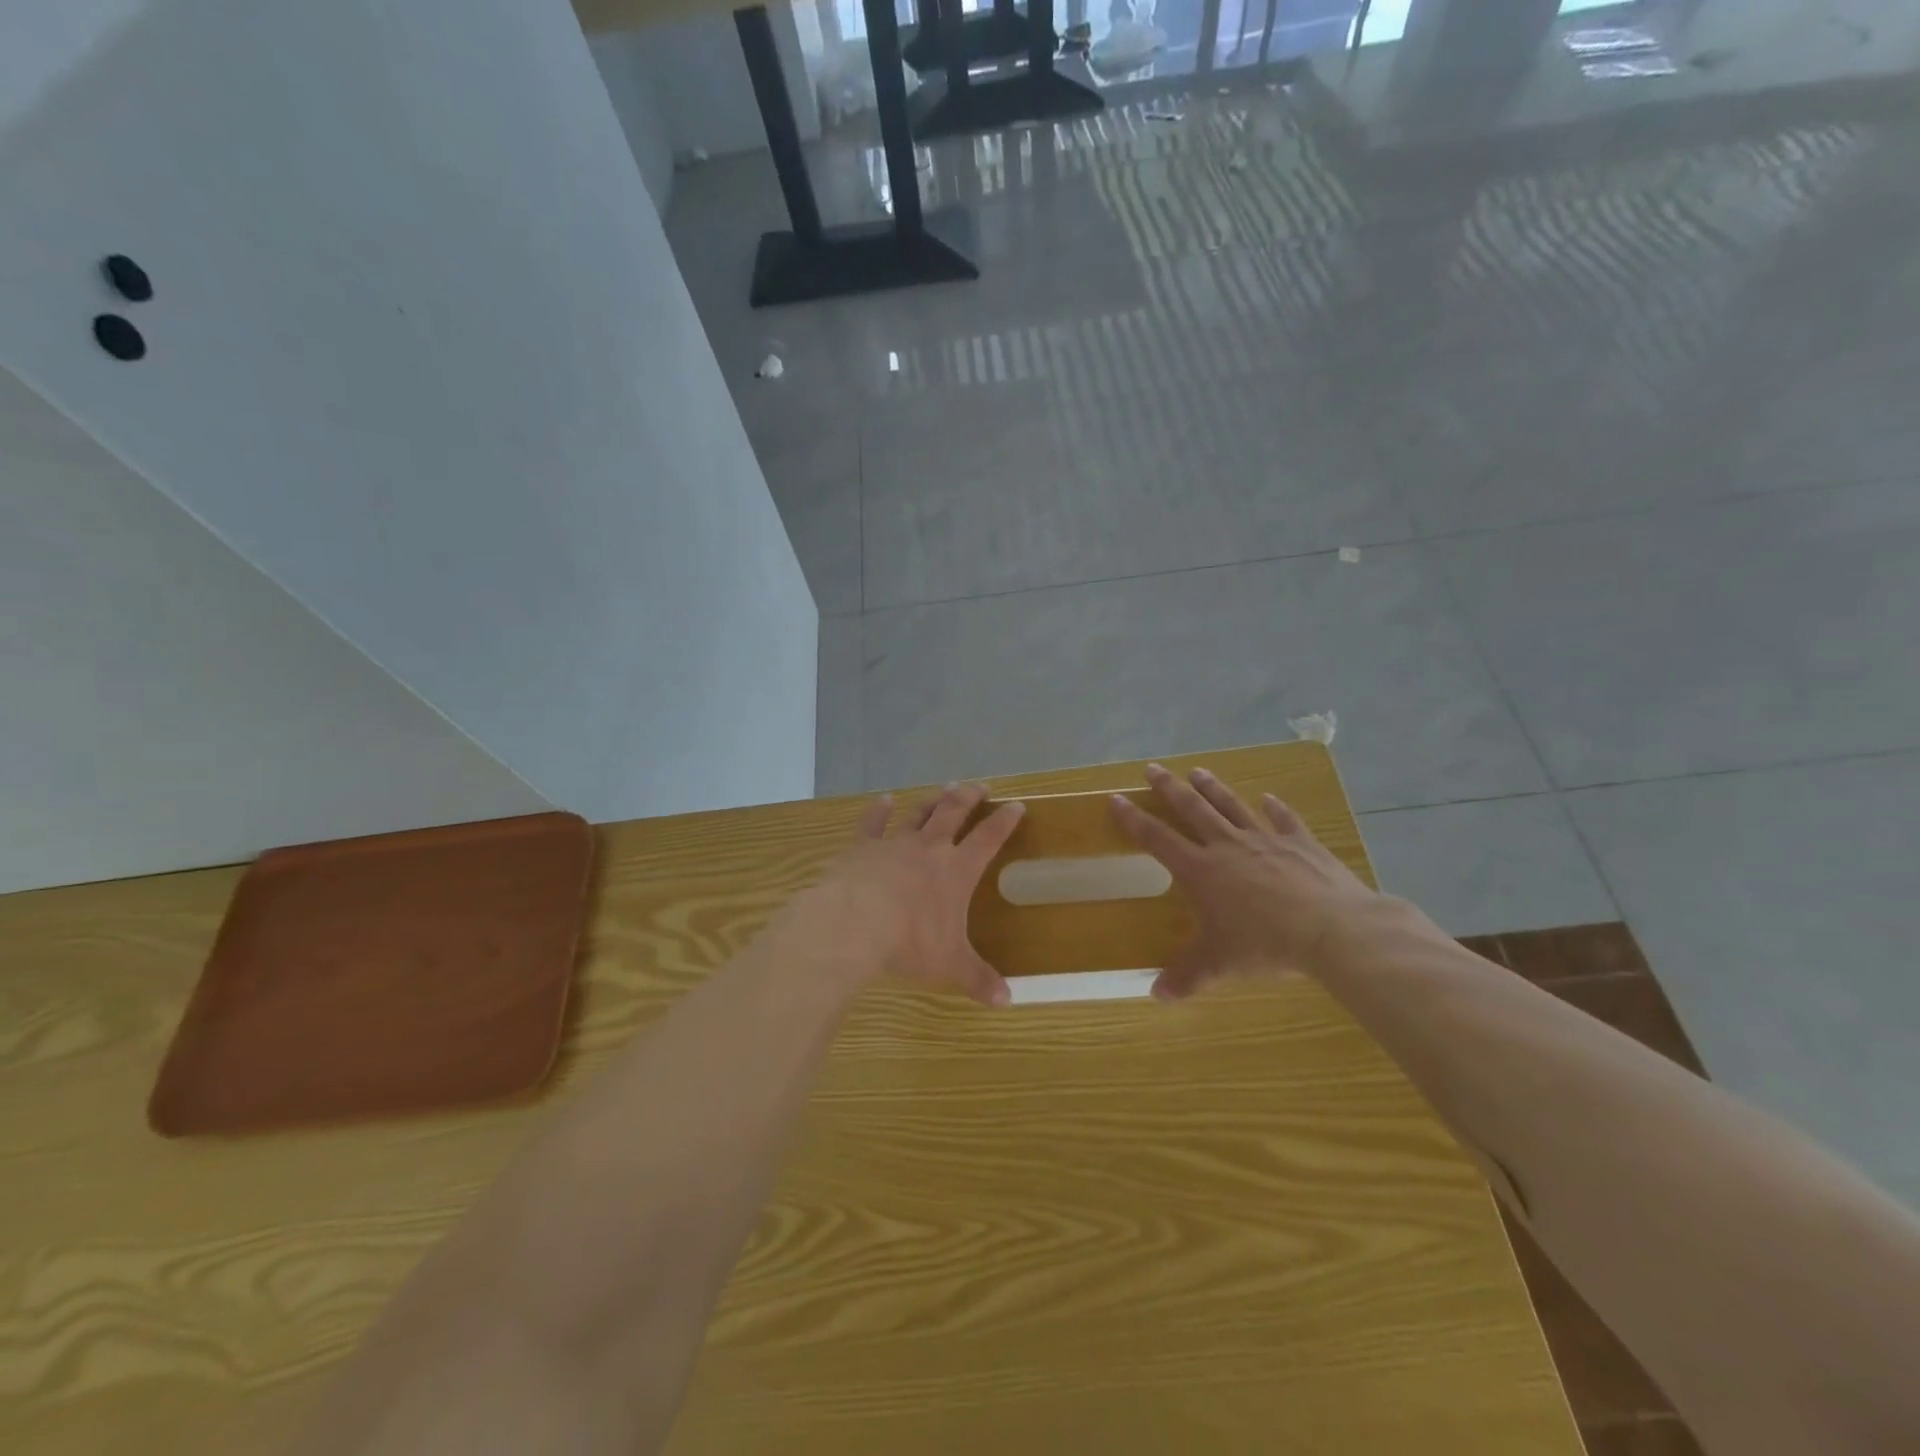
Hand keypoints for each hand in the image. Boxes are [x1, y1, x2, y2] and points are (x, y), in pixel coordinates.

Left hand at [788, 783, 1024, 1007]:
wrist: (854, 923)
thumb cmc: (909, 942)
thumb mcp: (949, 964)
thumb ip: (977, 979)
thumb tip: (1008, 1002)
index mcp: (957, 870)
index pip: (989, 838)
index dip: (1005, 821)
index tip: (1016, 806)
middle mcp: (929, 848)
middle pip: (954, 812)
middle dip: (969, 798)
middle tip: (980, 787)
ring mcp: (894, 843)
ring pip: (919, 813)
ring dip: (933, 800)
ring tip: (944, 789)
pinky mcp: (862, 846)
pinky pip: (873, 823)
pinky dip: (879, 810)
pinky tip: (883, 800)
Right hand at [1109, 763, 1383, 1000]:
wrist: (1331, 929)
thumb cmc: (1265, 944)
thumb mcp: (1219, 965)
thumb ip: (1186, 977)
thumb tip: (1156, 996)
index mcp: (1201, 870)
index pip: (1157, 838)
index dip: (1134, 819)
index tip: (1116, 798)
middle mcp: (1227, 846)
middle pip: (1192, 809)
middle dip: (1169, 788)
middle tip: (1152, 767)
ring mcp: (1265, 840)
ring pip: (1232, 806)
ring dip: (1212, 788)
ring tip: (1197, 771)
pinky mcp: (1300, 843)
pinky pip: (1284, 820)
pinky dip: (1275, 808)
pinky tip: (1270, 798)